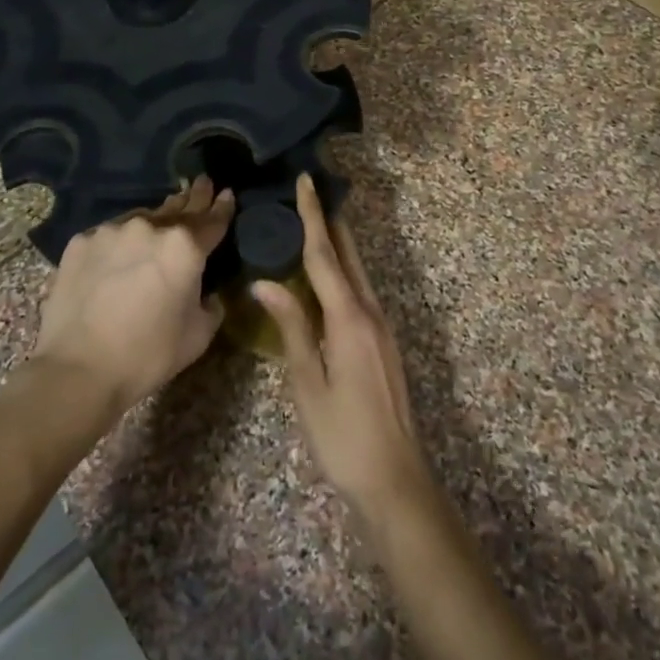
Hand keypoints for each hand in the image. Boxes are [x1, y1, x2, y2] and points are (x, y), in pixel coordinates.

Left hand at [28, 178, 232, 420]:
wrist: (78, 369)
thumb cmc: (148, 355)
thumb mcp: (199, 335)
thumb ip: (211, 304)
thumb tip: (207, 292)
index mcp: (185, 247)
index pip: (212, 220)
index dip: (222, 207)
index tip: (226, 193)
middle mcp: (150, 227)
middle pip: (178, 208)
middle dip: (193, 197)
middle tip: (202, 183)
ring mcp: (112, 230)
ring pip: (141, 220)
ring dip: (153, 224)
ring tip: (157, 228)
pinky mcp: (81, 242)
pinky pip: (109, 236)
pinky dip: (119, 243)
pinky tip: (117, 257)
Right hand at [256, 176, 434, 528]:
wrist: (395, 479)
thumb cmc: (342, 435)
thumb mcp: (307, 383)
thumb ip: (291, 327)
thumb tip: (264, 282)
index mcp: (349, 318)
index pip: (325, 255)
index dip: (313, 216)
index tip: (306, 181)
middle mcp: (371, 312)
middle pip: (347, 255)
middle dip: (329, 221)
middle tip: (307, 191)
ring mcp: (382, 326)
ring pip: (357, 271)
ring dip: (337, 243)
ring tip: (312, 221)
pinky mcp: (383, 341)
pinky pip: (361, 290)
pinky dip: (342, 269)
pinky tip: (326, 274)